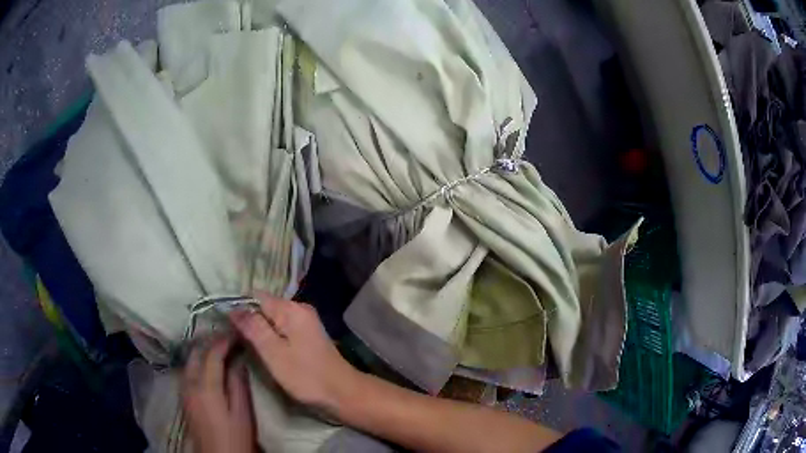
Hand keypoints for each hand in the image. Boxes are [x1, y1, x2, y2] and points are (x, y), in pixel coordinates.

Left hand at [181, 335, 255, 452]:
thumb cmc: (234, 437)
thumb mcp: (242, 413)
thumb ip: (238, 383)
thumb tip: (239, 359)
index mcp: (205, 386)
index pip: (212, 353)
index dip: (224, 340)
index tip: (237, 332)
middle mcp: (189, 382)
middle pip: (195, 352)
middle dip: (211, 341)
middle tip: (229, 338)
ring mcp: (183, 389)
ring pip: (189, 360)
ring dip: (203, 350)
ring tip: (221, 349)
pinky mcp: (183, 396)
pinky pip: (188, 370)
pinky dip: (198, 361)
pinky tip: (208, 365)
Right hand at [230, 297, 359, 413]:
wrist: (342, 393)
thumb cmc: (306, 376)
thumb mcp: (274, 353)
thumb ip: (253, 328)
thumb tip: (233, 308)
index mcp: (292, 309)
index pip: (256, 297)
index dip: (239, 308)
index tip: (225, 324)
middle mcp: (299, 309)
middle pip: (264, 307)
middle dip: (249, 320)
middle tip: (235, 339)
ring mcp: (305, 322)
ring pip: (272, 319)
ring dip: (259, 330)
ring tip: (246, 345)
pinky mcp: (307, 335)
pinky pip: (282, 329)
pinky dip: (271, 337)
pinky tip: (265, 349)